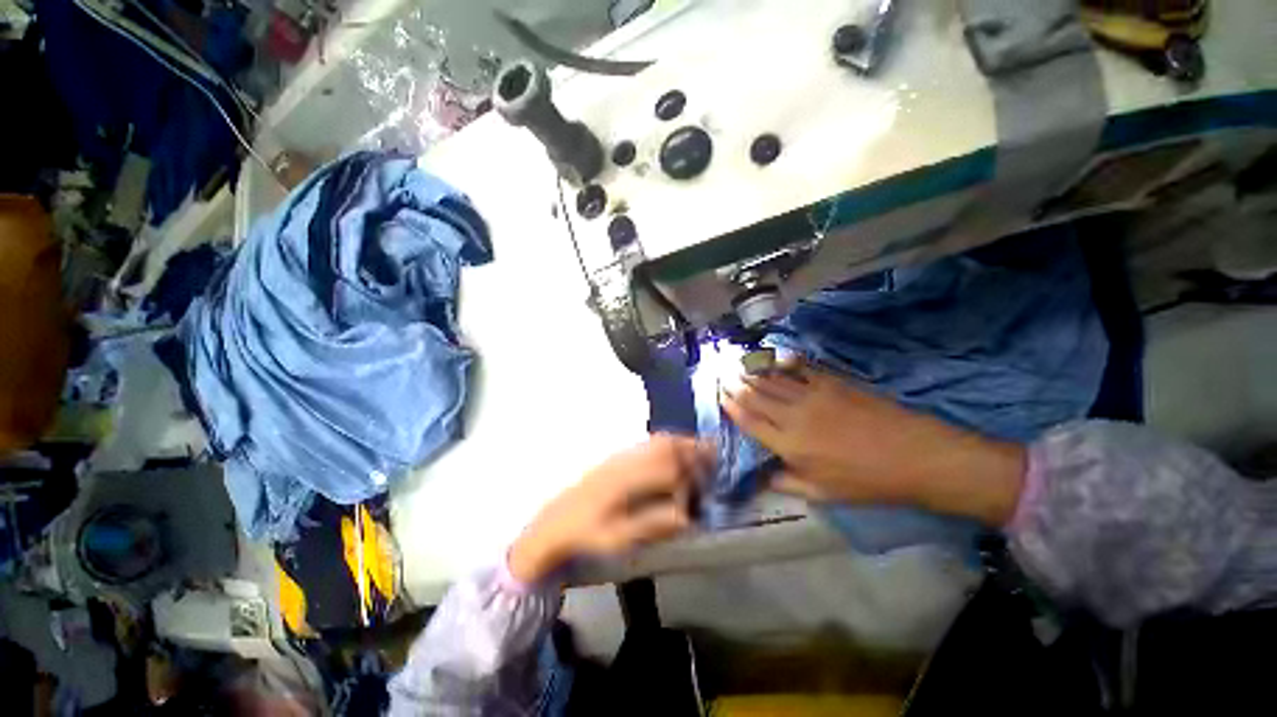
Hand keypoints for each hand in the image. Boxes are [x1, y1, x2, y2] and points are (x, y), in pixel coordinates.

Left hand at [508, 434, 710, 582]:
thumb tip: (686, 516)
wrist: (554, 522)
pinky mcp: (618, 456)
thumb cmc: (586, 534)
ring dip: (681, 443)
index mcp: (627, 480)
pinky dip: (667, 443)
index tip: (707, 481)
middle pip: (666, 446)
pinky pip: (649, 442)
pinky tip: (675, 452)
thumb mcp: (617, 538)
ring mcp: (622, 455)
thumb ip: (653, 525)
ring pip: (658, 440)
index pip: (668, 467)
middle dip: (692, 449)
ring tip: (701, 451)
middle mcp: (627, 460)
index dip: (691, 473)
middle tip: (714, 456)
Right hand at [721, 359, 1024, 525]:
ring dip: (754, 372)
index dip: (733, 407)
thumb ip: (786, 484)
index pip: (751, 421)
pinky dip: (784, 362)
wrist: (916, 456)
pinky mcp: (832, 382)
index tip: (721, 396)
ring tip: (738, 365)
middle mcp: (794, 415)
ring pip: (774, 380)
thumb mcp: (824, 494)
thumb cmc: (868, 481)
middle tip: (722, 374)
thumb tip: (760, 478)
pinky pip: (801, 368)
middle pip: (757, 396)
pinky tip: (775, 358)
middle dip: (737, 385)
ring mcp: (813, 395)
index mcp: (789, 444)